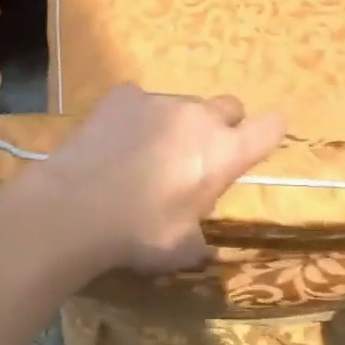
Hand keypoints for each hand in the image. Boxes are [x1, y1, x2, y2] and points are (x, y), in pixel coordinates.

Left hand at [5, 84, 285, 276]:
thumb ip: (200, 241)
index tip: (260, 142)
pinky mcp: (122, 95)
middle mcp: (199, 117)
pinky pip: (141, 100)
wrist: (74, 208)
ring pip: (183, 104)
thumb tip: (204, 249)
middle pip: (229, 106)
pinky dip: (137, 116)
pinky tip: (117, 139)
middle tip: (199, 155)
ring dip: (178, 124)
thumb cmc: (138, 233)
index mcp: (224, 153)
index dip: (270, 132)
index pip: (270, 127)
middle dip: (223, 126)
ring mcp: (160, 100)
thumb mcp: (180, 249)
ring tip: (148, 152)